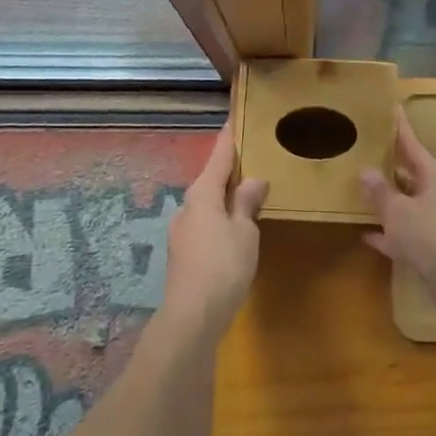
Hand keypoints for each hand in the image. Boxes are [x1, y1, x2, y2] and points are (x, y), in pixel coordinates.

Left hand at [161, 124, 266, 337]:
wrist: (191, 317)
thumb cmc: (223, 266)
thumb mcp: (245, 231)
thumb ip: (247, 202)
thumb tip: (253, 180)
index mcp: (202, 194)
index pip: (218, 156)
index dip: (229, 137)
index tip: (234, 117)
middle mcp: (187, 207)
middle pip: (210, 179)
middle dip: (228, 170)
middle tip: (251, 159)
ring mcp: (182, 232)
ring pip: (207, 204)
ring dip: (225, 197)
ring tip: (248, 195)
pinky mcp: (183, 254)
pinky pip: (205, 224)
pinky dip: (220, 218)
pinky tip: (234, 230)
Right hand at [359, 109, 435, 318]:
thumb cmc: (430, 233)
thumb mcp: (398, 210)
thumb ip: (380, 192)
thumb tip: (366, 172)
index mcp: (434, 175)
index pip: (412, 145)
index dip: (400, 128)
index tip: (392, 109)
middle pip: (410, 174)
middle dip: (389, 166)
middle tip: (366, 153)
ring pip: (407, 204)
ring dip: (387, 201)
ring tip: (362, 192)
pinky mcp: (434, 247)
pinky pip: (406, 233)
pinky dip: (389, 233)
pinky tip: (366, 235)